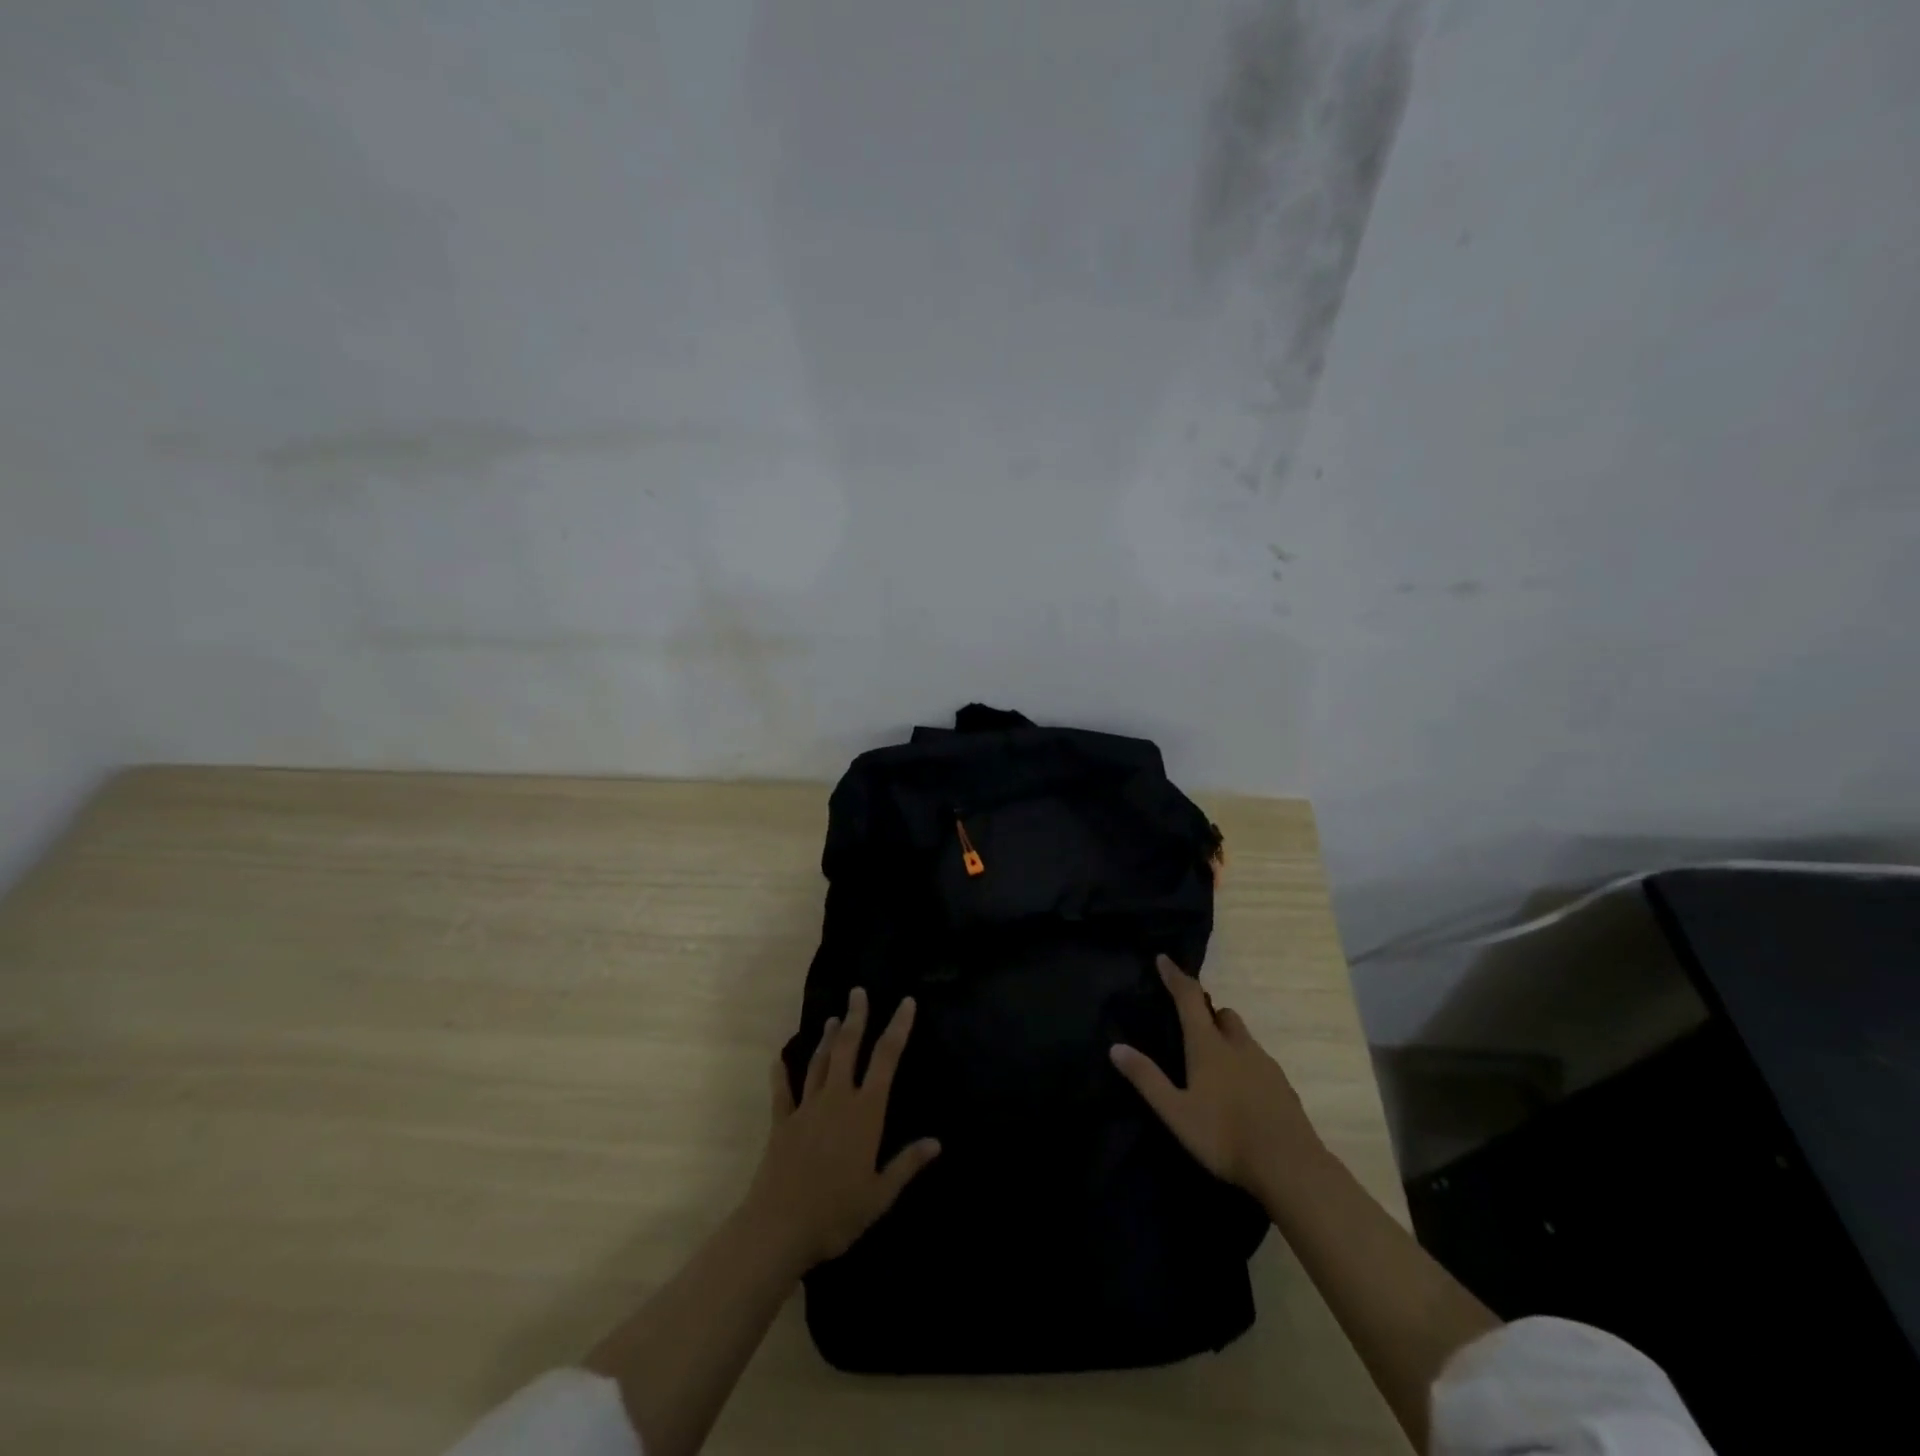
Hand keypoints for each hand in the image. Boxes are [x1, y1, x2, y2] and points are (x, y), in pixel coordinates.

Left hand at [745, 988, 940, 1273]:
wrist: (779, 1227)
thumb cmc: (836, 1213)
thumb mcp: (880, 1195)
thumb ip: (906, 1165)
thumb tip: (935, 1143)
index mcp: (865, 1112)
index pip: (886, 1059)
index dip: (898, 1028)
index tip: (906, 1002)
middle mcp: (837, 1099)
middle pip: (848, 1048)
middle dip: (855, 1018)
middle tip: (858, 992)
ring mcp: (806, 1108)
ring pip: (819, 1063)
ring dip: (827, 1039)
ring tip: (832, 1018)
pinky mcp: (782, 1123)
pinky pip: (782, 1092)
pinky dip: (781, 1073)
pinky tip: (778, 1058)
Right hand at [1110, 955, 1323, 1201]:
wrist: (1291, 1167)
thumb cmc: (1225, 1136)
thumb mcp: (1176, 1112)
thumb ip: (1147, 1079)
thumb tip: (1116, 1047)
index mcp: (1209, 1045)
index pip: (1189, 998)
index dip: (1175, 977)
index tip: (1164, 959)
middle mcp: (1238, 1045)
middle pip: (1222, 1014)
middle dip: (1206, 1011)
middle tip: (1190, 1025)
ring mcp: (1265, 1065)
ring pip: (1242, 1037)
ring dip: (1226, 1036)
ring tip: (1213, 1062)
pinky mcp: (1283, 1086)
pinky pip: (1259, 1061)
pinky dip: (1244, 1063)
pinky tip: (1240, 1091)